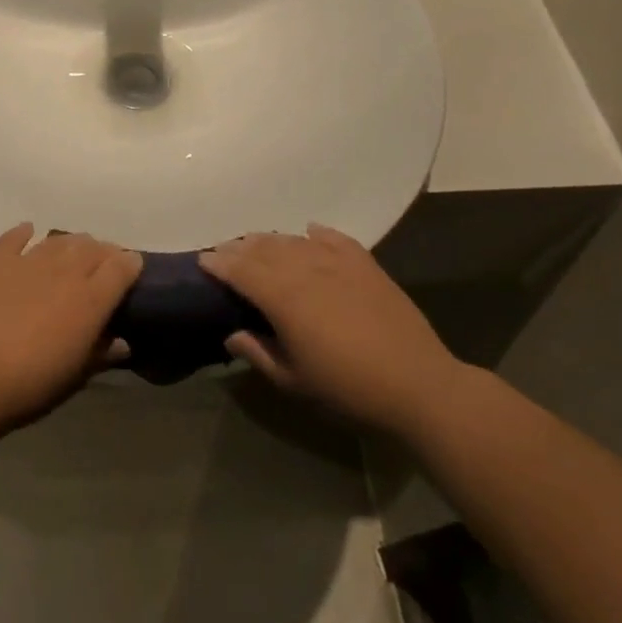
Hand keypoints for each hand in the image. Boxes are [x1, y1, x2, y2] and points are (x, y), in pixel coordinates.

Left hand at [0, 224, 141, 428]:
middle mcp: (65, 269)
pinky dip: (25, 233)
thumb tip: (122, 342)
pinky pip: (16, 236)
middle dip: (103, 253)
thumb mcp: (75, 377)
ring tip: (71, 254)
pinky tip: (28, 233)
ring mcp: (29, 259)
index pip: (123, 266)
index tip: (131, 271)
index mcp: (91, 298)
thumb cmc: (30, 384)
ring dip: (71, 244)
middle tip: (101, 266)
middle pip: (93, 247)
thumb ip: (102, 353)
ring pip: (60, 239)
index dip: (130, 265)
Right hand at [200, 224, 463, 427]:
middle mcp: (305, 268)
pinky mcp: (365, 263)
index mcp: (283, 297)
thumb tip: (231, 334)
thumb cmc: (348, 389)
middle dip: (239, 248)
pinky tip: (308, 233)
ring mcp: (337, 262)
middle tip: (224, 253)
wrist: (418, 385)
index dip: (218, 262)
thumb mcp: (294, 381)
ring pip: (293, 240)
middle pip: (263, 248)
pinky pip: (332, 238)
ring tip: (258, 245)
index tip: (202, 260)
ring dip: (270, 240)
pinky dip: (314, 234)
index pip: (240, 270)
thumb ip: (258, 352)